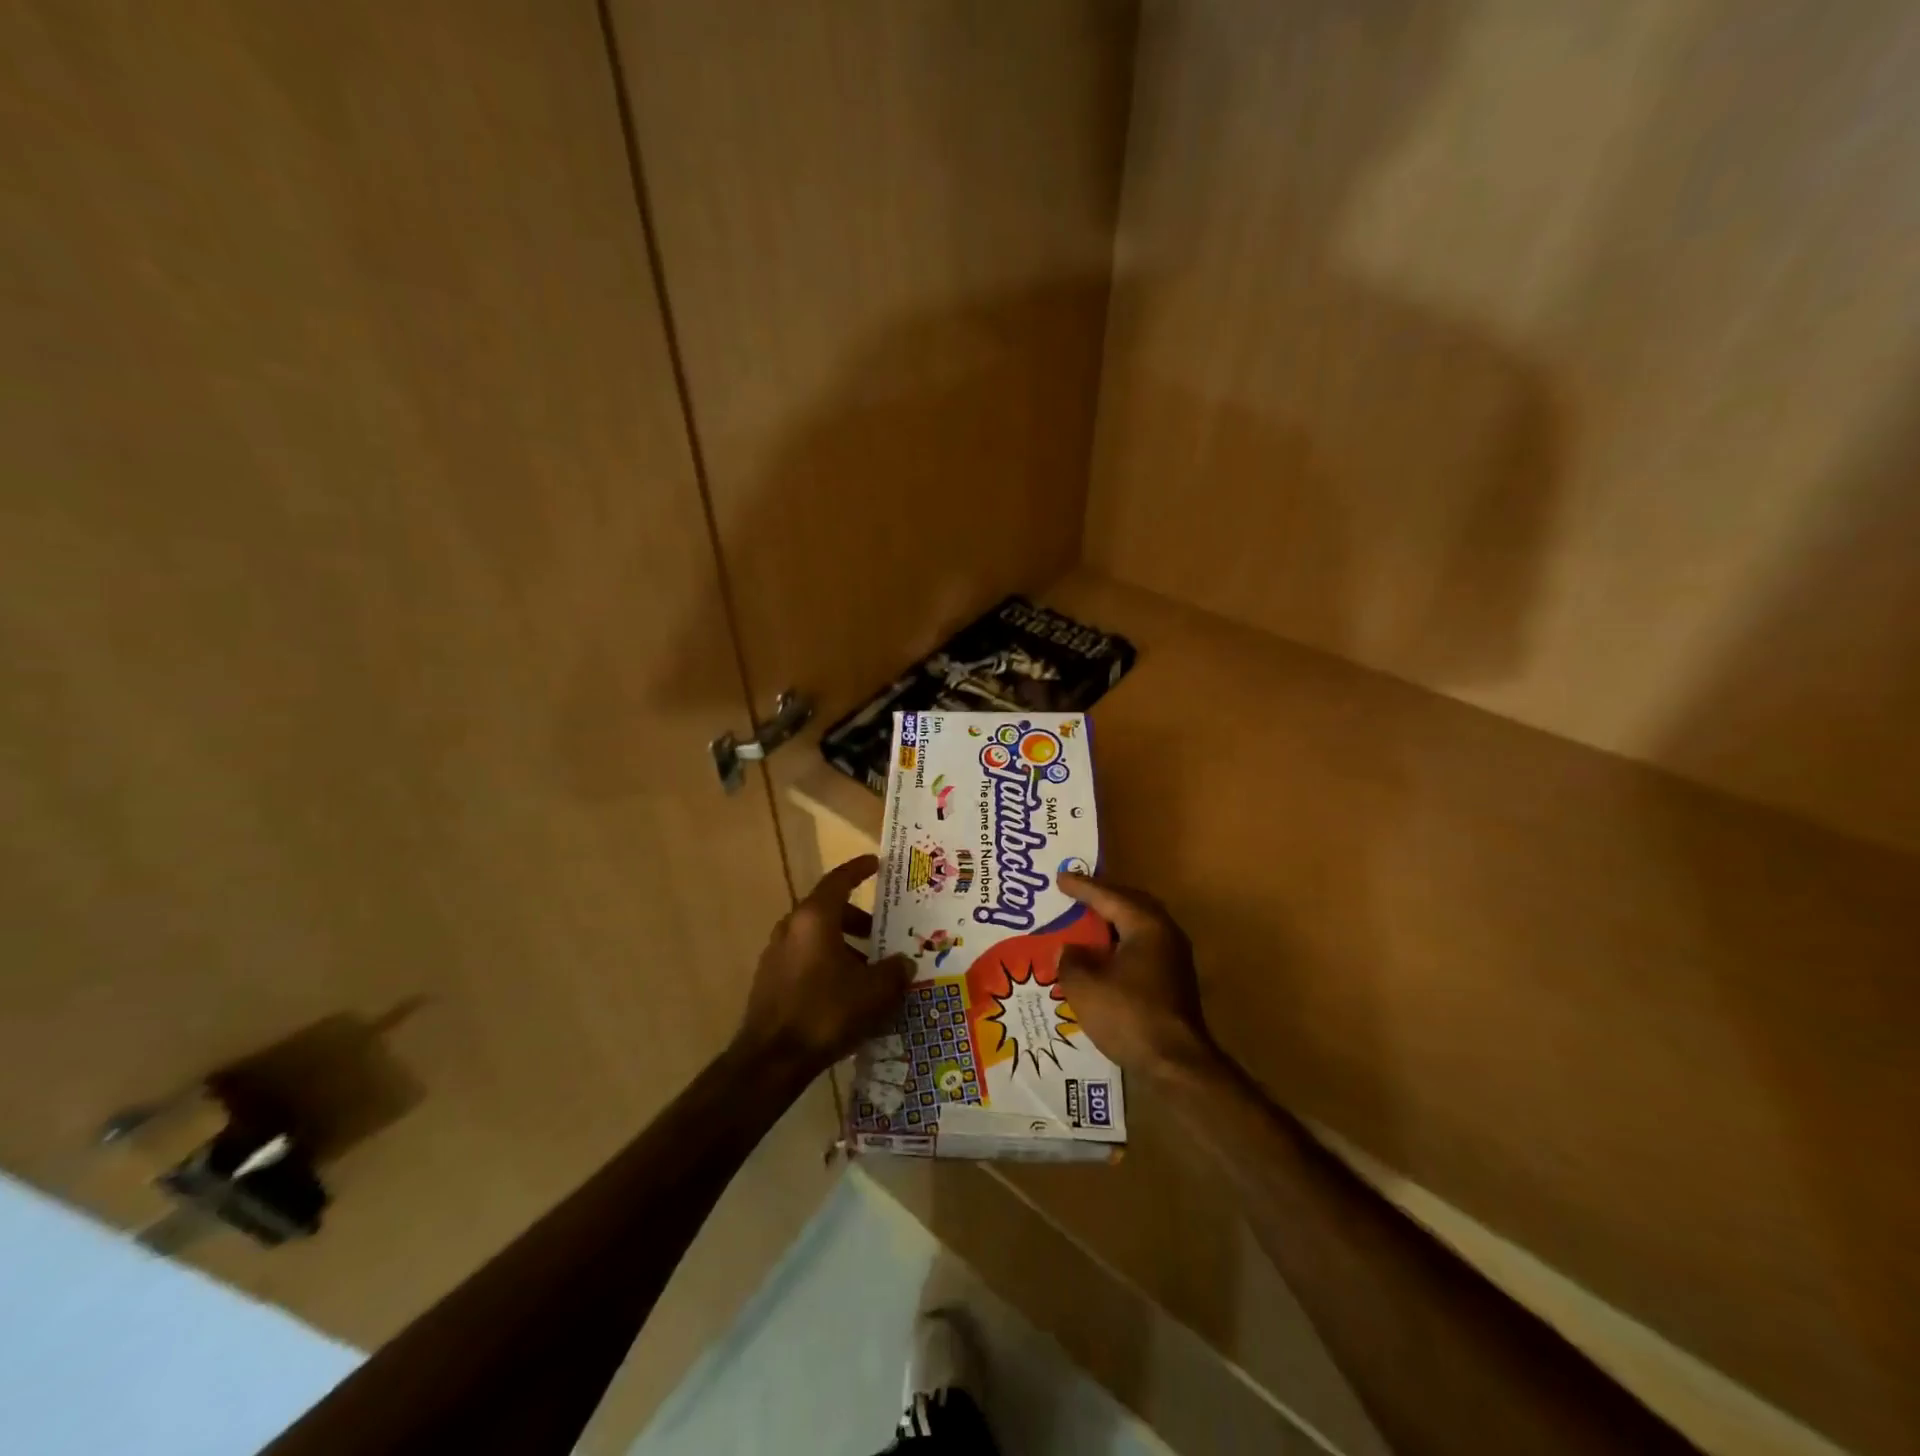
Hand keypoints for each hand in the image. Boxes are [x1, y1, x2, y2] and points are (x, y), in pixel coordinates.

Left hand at [738, 855, 913, 1073]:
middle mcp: (791, 927)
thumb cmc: (827, 1012)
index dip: (859, 870)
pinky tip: (846, 992)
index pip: (839, 880)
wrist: (771, 1060)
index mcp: (814, 918)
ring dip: (844, 946)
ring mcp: (776, 954)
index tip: (876, 863)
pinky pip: (806, 959)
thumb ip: (895, 971)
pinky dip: (828, 963)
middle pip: (829, 910)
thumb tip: (905, 963)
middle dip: (858, 919)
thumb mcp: (874, 991)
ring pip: (817, 937)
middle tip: (882, 933)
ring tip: (870, 970)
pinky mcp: (770, 980)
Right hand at [1058, 873, 1218, 1079]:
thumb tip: (1069, 949)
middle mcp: (1165, 933)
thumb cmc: (1128, 1015)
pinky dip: (1120, 944)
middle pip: (1130, 904)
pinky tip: (1102, 956)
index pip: (1108, 896)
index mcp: (1145, 924)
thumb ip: (1070, 959)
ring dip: (1112, 922)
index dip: (1081, 887)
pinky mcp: (1174, 980)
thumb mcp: (1084, 985)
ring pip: (1138, 927)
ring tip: (1085, 922)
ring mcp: (1174, 958)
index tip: (1059, 878)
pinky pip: (1142, 947)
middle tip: (1075, 893)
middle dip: (1102, 898)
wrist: (1176, 1064)